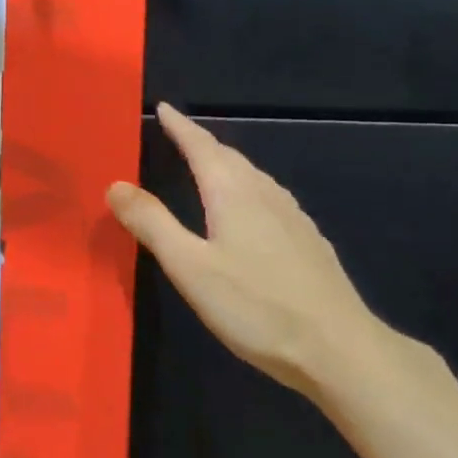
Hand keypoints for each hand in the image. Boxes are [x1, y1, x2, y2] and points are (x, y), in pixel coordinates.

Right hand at [108, 104, 391, 399]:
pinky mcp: (309, 240)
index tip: (164, 107)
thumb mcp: (190, 267)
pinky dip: (247, 186)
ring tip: (209, 164)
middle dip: (201, 142)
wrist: (342, 350)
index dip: (180, 126)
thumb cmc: (257, 306)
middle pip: (228, 155)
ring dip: (226, 162)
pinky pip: (268, 195)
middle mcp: (263, 192)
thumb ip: (152, 223)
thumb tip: (115, 184)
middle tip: (179, 134)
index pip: (200, 145)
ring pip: (251, 174)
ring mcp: (292, 216)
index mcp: (232, 191)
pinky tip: (251, 208)